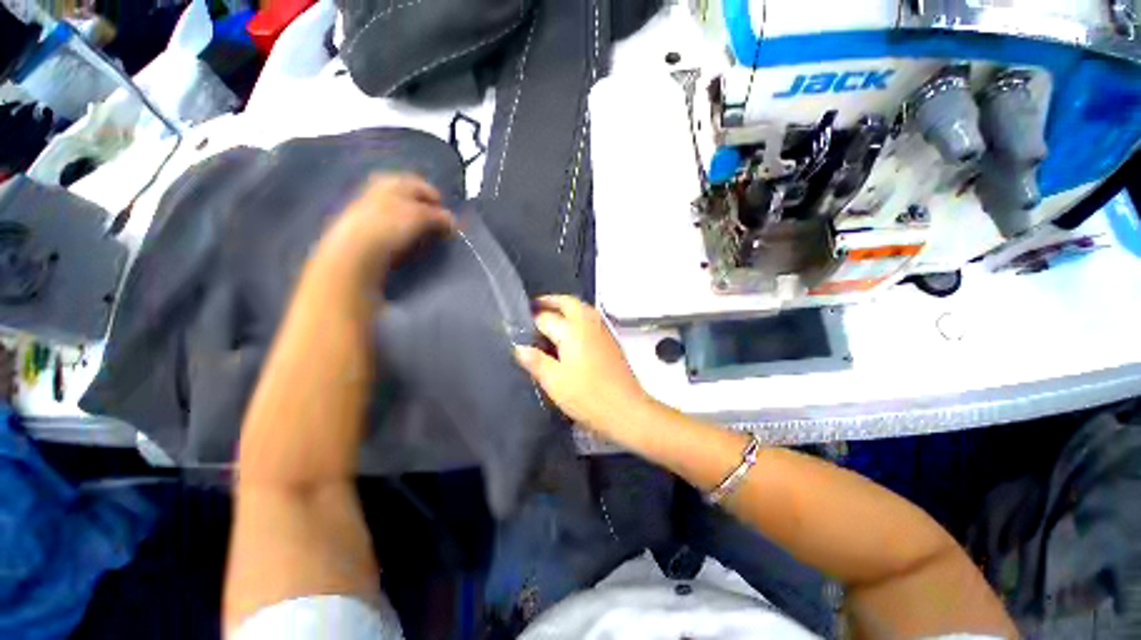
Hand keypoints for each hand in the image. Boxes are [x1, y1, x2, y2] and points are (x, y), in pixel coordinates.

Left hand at [317, 174, 455, 282]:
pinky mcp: (363, 225)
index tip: (447, 223)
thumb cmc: (391, 226)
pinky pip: (390, 227)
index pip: (426, 189)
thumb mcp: (423, 218)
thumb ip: (441, 217)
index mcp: (396, 180)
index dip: (439, 205)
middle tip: (435, 232)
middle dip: (427, 215)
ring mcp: (369, 206)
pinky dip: (400, 234)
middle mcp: (381, 188)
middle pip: (413, 201)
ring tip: (420, 241)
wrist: (354, 248)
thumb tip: (453, 222)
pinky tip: (401, 245)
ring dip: (414, 227)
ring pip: (402, 214)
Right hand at [514, 296, 654, 440]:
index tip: (517, 325)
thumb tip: (519, 347)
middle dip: (550, 301)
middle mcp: (588, 324)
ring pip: (582, 308)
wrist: (626, 409)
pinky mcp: (611, 340)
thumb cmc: (587, 396)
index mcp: (572, 330)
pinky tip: (571, 333)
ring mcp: (602, 331)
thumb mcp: (554, 382)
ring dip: (566, 307)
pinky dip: (578, 316)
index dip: (530, 321)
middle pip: (568, 302)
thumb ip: (536, 361)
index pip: (545, 318)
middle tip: (535, 307)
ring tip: (551, 316)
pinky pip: (591, 318)